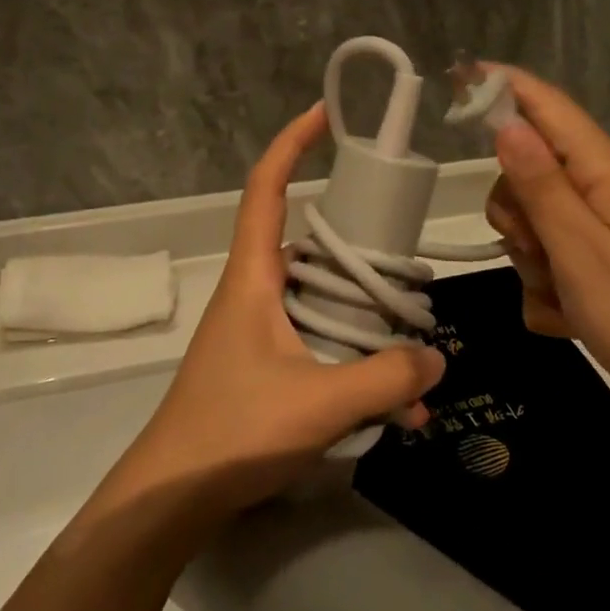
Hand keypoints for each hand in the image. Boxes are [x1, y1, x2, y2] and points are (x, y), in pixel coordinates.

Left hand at [115, 103, 445, 517]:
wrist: (173, 496)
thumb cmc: (233, 431)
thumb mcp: (319, 403)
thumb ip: (384, 379)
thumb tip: (436, 359)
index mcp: (253, 276)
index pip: (266, 188)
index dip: (292, 144)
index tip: (325, 114)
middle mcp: (254, 291)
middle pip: (308, 243)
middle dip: (356, 242)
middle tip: (404, 249)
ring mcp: (259, 329)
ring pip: (321, 300)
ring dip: (365, 317)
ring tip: (416, 342)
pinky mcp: (266, 364)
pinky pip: (320, 344)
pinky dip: (355, 362)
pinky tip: (396, 406)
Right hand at [485, 67, 609, 430]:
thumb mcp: (580, 252)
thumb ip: (540, 185)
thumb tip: (508, 123)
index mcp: (609, 174)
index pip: (550, 108)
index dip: (505, 88)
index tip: (459, 78)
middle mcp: (609, 191)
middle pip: (532, 172)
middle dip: (517, 212)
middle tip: (534, 252)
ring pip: (538, 220)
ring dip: (533, 258)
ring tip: (562, 297)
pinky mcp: (609, 263)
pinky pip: (555, 258)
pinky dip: (550, 287)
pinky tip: (568, 319)